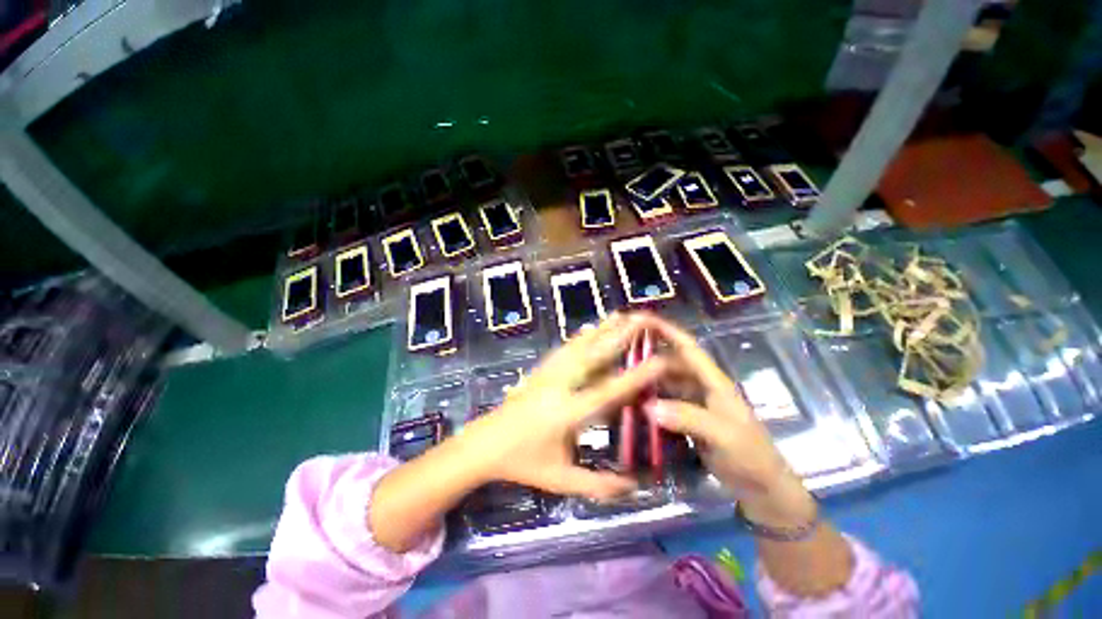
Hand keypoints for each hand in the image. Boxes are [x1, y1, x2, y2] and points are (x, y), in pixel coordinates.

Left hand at [457, 312, 668, 500]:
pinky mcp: (540, 369)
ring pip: (579, 346)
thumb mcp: (561, 481)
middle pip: (594, 356)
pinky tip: (590, 327)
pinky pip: (565, 348)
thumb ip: (599, 485)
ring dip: (602, 329)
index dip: (636, 376)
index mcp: (568, 413)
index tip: (660, 359)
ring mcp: (548, 373)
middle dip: (620, 336)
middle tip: (641, 319)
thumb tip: (634, 486)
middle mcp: (560, 386)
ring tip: (620, 315)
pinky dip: (581, 336)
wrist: (485, 443)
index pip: (608, 391)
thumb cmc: (524, 463)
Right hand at [635, 315, 817, 528]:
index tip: (640, 318)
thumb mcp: (723, 435)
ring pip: (664, 381)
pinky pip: (662, 401)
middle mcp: (700, 385)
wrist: (762, 489)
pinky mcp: (686, 418)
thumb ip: (687, 418)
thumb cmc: (750, 455)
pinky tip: (630, 401)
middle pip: (670, 361)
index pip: (687, 347)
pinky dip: (647, 399)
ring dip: (645, 376)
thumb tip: (648, 407)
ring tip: (618, 373)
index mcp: (713, 380)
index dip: (665, 330)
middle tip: (617, 350)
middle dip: (647, 352)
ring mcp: (692, 402)